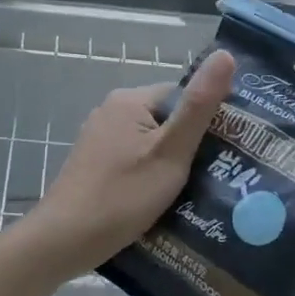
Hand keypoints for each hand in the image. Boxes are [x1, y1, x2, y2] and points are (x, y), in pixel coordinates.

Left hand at [24, 50, 235, 277]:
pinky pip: (135, 160)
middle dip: (192, 145)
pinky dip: (151, 175)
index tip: (230, 149)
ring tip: (197, 191)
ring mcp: (99, 139)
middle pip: (167, 119)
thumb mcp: (171, 151)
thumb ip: (199, 106)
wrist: (64, 241)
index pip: (183, 96)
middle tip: (218, 174)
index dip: (209, 120)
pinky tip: (164, 200)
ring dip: (173, 163)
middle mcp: (111, 111)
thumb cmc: (122, 195)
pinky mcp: (95, 164)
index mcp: (130, 100)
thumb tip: (225, 54)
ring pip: (151, 143)